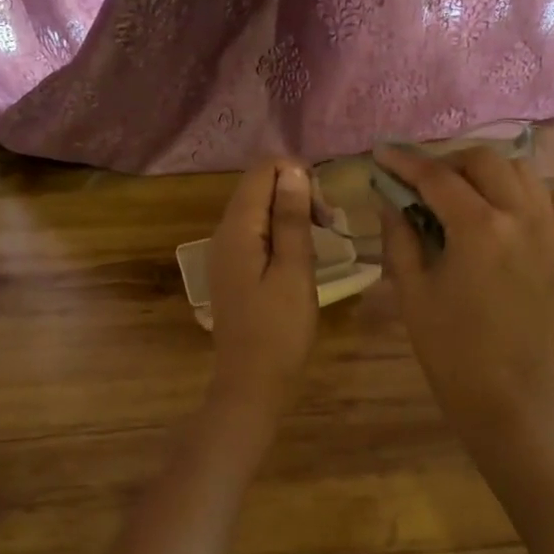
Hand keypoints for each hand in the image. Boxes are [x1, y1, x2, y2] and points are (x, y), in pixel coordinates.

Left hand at [206, 158, 318, 416]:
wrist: (252, 383)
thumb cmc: (280, 330)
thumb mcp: (294, 270)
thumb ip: (291, 218)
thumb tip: (293, 170)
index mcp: (237, 228)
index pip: (263, 169)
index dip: (298, 174)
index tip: (324, 208)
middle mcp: (224, 232)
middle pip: (259, 186)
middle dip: (297, 192)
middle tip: (328, 224)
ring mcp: (226, 252)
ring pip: (259, 209)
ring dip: (292, 213)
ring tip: (321, 238)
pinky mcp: (233, 269)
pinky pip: (257, 232)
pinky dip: (281, 232)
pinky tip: (301, 256)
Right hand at [374, 143, 553, 432]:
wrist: (507, 394)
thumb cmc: (450, 348)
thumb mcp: (412, 290)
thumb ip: (399, 235)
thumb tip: (388, 197)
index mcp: (480, 229)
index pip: (438, 177)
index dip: (405, 162)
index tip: (383, 152)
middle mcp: (523, 217)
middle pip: (485, 160)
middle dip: (448, 162)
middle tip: (423, 182)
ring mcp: (552, 231)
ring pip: (523, 172)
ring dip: (488, 172)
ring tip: (463, 193)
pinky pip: (552, 200)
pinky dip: (526, 194)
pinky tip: (505, 213)